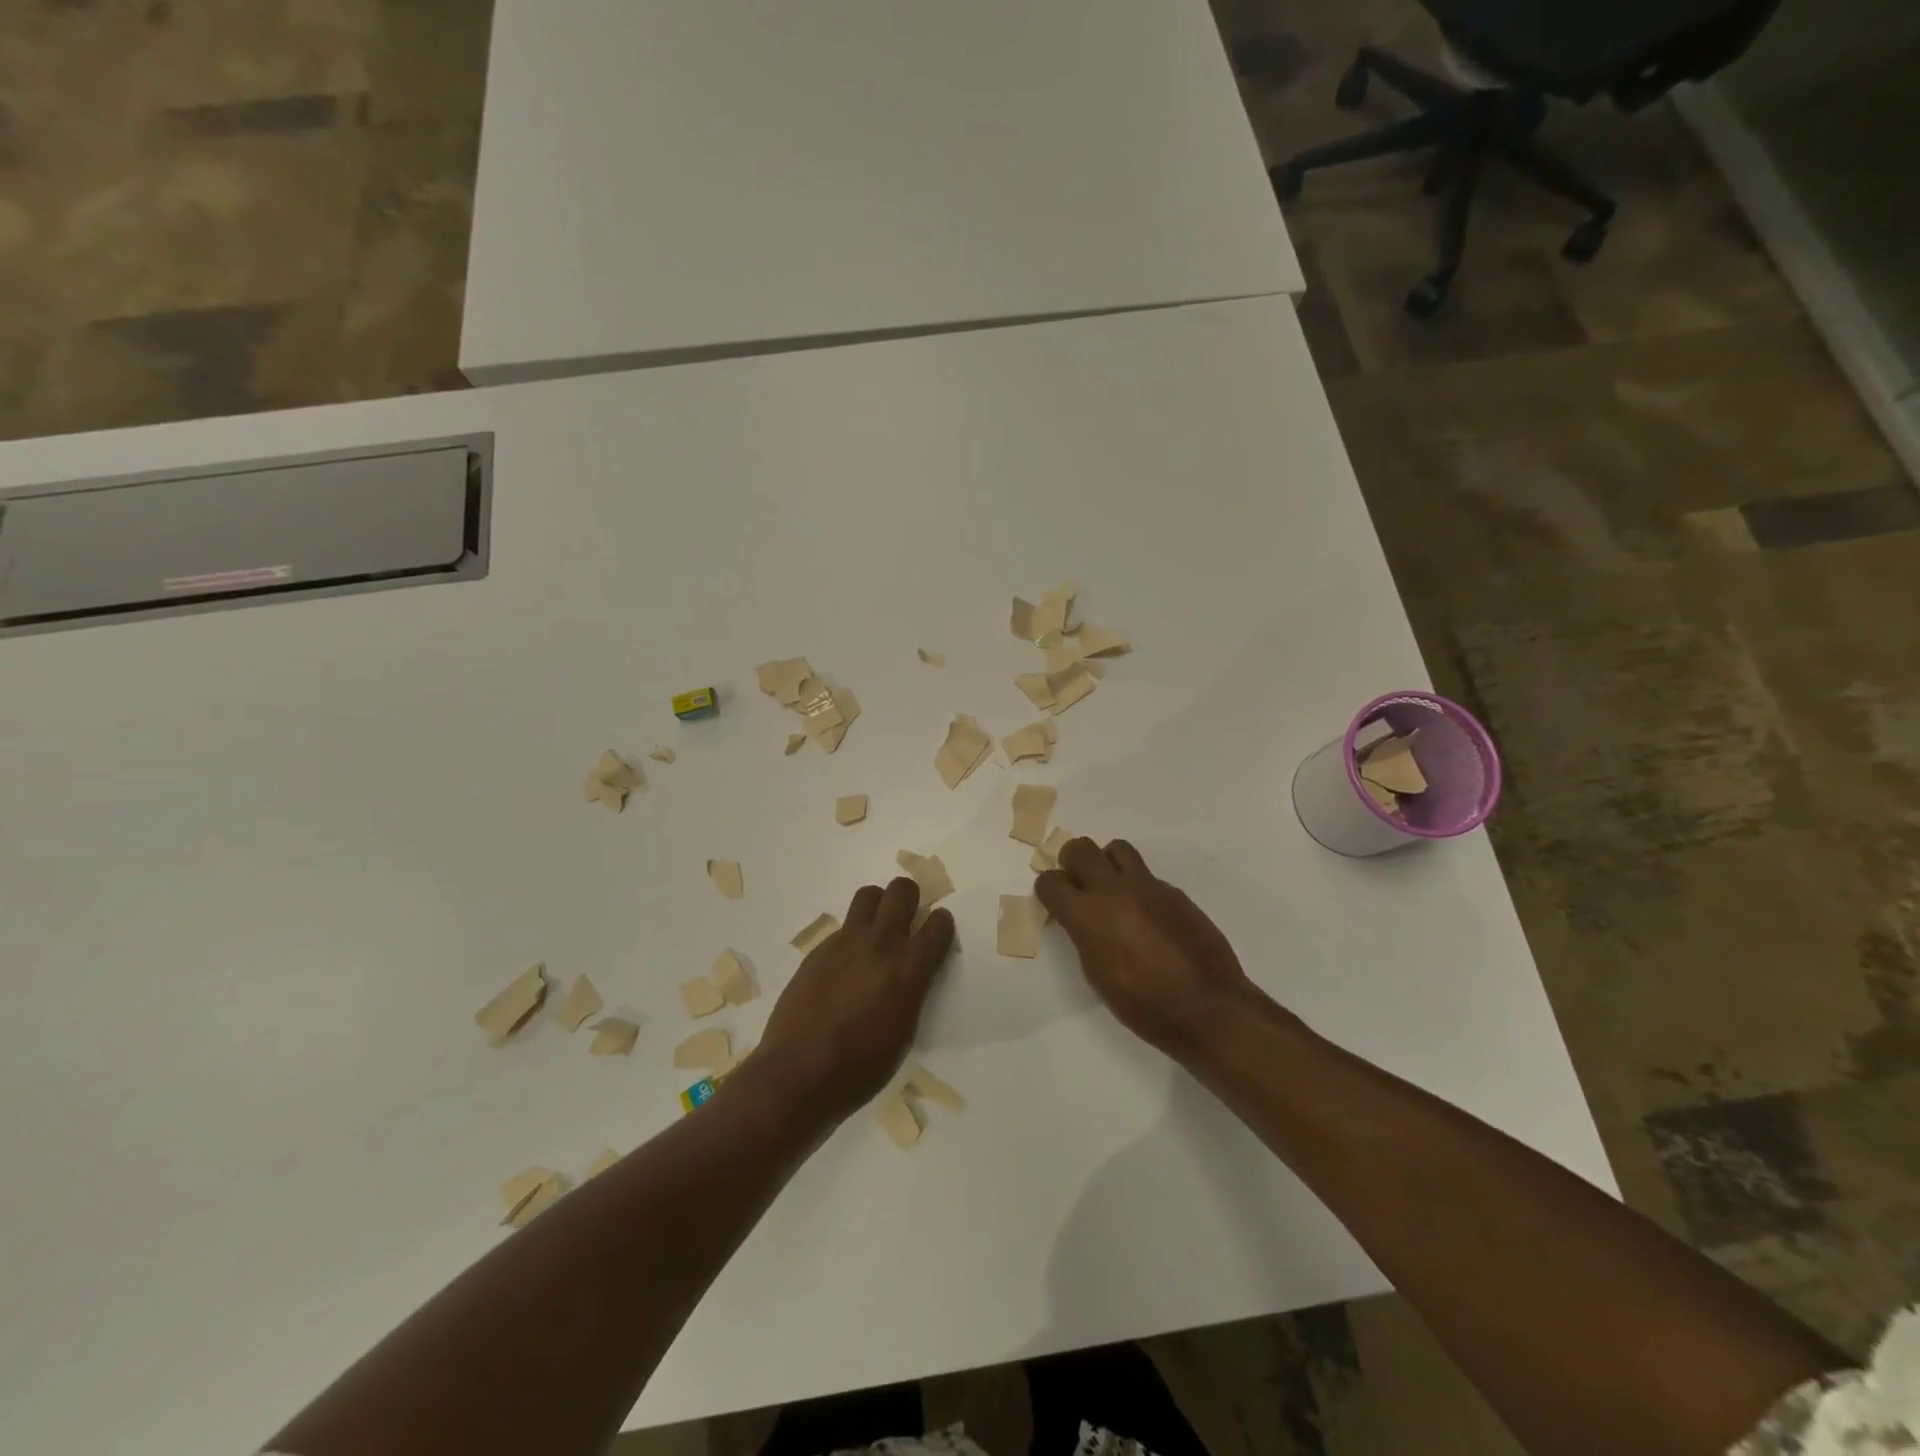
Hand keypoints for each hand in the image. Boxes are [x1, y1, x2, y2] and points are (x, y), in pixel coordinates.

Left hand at [753, 878, 955, 1123]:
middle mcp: (880, 944)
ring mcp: (846, 942)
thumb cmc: (862, 1067)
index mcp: (909, 968)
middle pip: (902, 890)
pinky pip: (843, 927)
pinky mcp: (819, 949)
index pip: (938, 924)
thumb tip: (910, 973)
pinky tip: (845, 966)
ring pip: (869, 895)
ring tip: (876, 931)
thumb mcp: (905, 1031)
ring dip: (879, 905)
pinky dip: (852, 936)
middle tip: (907, 920)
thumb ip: (912, 990)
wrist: (799, 1073)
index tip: (937, 932)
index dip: (941, 924)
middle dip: (910, 898)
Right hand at [1036, 838, 1273, 1063]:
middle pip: (1080, 848)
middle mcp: (1114, 891)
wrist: (1207, 1007)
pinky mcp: (1174, 892)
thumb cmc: (1143, 1005)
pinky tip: (1149, 918)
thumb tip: (1082, 920)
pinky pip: (1147, 876)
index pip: (1050, 881)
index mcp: (1087, 916)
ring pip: (1117, 848)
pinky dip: (1139, 887)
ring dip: (1107, 862)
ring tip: (1113, 889)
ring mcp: (1148, 887)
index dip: (1049, 890)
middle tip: (1079, 884)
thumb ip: (1084, 936)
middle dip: (1072, 862)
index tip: (1056, 902)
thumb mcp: (1097, 974)